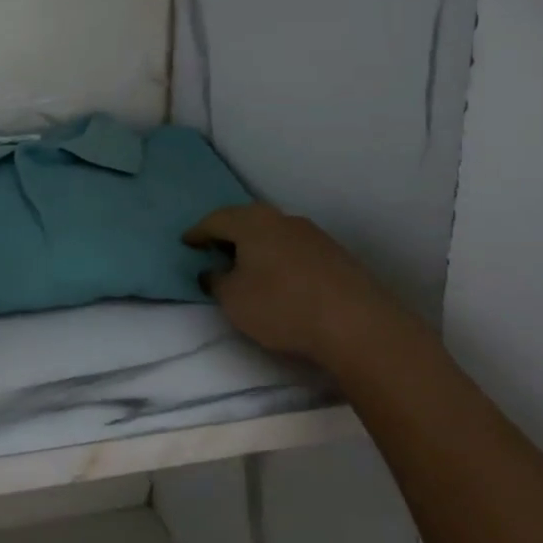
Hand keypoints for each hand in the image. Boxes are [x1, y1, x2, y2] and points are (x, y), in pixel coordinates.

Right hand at [183, 203, 409, 369]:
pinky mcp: (334, 255)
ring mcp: (312, 234)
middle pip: (246, 221)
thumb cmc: (281, 306)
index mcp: (252, 222)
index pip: (215, 220)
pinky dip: (279, 259)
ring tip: (246, 266)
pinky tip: (279, 279)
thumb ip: (216, 281)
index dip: (197, 232)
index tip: (186, 243)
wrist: (356, 323)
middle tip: (213, 250)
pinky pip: (294, 250)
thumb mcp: (233, 299)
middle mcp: (281, 219)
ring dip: (256, 247)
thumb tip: (214, 271)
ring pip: (273, 234)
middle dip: (228, 234)